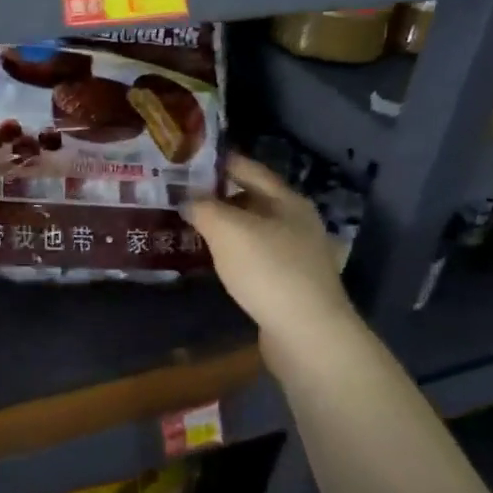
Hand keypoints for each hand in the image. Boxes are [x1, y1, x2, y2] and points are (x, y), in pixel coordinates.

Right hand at [188, 153, 353, 335]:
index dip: (219, 162)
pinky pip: (258, 258)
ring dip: (227, 227)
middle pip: (254, 199)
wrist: (308, 333)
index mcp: (288, 201)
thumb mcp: (228, 230)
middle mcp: (297, 222)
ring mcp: (298, 255)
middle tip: (184, 196)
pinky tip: (217, 262)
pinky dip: (236, 253)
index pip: (250, 169)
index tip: (189, 160)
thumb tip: (187, 199)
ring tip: (193, 228)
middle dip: (220, 196)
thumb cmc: (269, 270)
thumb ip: (204, 208)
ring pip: (255, 230)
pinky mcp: (292, 284)